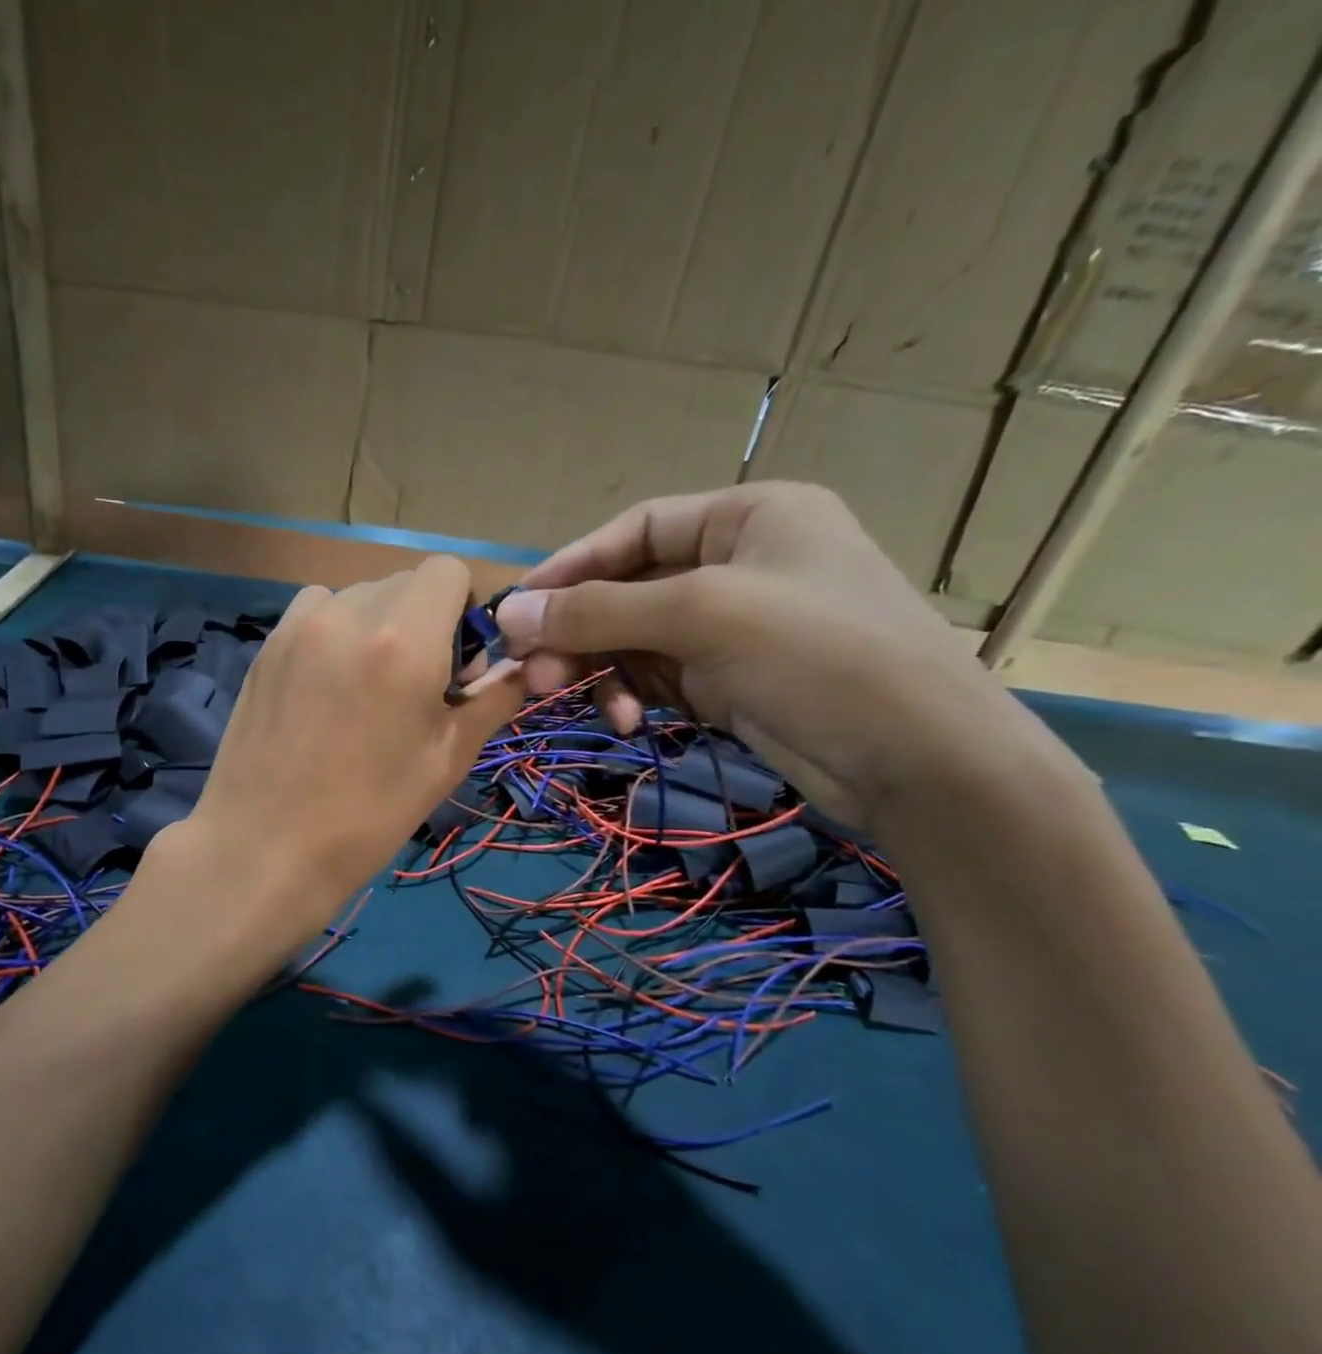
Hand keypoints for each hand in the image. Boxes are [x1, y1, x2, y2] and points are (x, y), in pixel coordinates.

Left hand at [167, 556, 523, 943]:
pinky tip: (327, 686)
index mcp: (404, 637)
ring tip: (367, 686)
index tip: (457, 662)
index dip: (463, 608)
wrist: (266, 847)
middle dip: (425, 620)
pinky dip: (336, 631)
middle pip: (405, 582)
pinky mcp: (267, 645)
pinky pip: (317, 611)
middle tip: (416, 686)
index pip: (448, 570)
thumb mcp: (448, 758)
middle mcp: (349, 612)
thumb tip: (520, 666)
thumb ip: (493, 698)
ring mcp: (299, 625)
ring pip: (359, 595)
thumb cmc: (370, 812)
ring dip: (378, 624)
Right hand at [494, 483, 1043, 829]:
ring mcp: (736, 625)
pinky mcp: (731, 680)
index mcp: (747, 516)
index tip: (516, 608)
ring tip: (589, 707)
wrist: (921, 761)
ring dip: (603, 669)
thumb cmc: (816, 654)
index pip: (635, 528)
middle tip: (535, 674)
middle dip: (581, 631)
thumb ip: (598, 611)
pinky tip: (629, 720)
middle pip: (629, 587)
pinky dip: (633, 694)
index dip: (571, 565)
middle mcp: (739, 563)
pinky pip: (657, 676)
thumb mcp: (701, 616)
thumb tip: (508, 612)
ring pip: (637, 637)